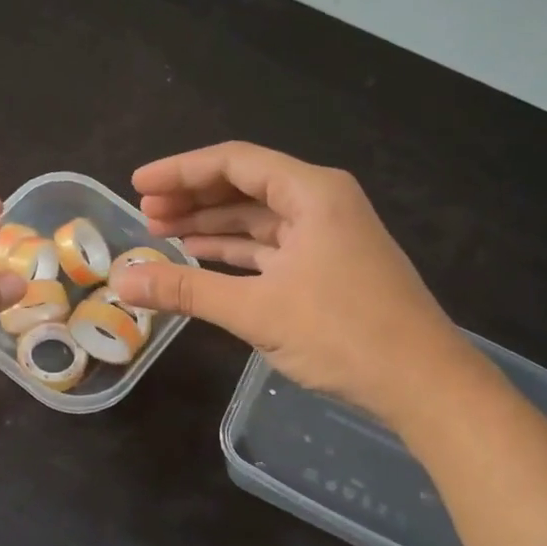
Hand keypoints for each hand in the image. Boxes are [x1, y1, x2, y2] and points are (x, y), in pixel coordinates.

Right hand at [111, 142, 464, 421]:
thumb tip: (123, 281)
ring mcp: (328, 237)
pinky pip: (272, 249)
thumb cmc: (342, 334)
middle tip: (145, 215)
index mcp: (312, 193)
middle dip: (193, 198)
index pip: (235, 162)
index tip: (138, 186)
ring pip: (258, 220)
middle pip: (246, 187)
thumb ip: (187, 290)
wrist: (422, 383)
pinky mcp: (330, 269)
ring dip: (212, 226)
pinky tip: (203, 259)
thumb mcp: (257, 309)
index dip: (181, 171)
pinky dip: (236, 253)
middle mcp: (322, 203)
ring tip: (162, 234)